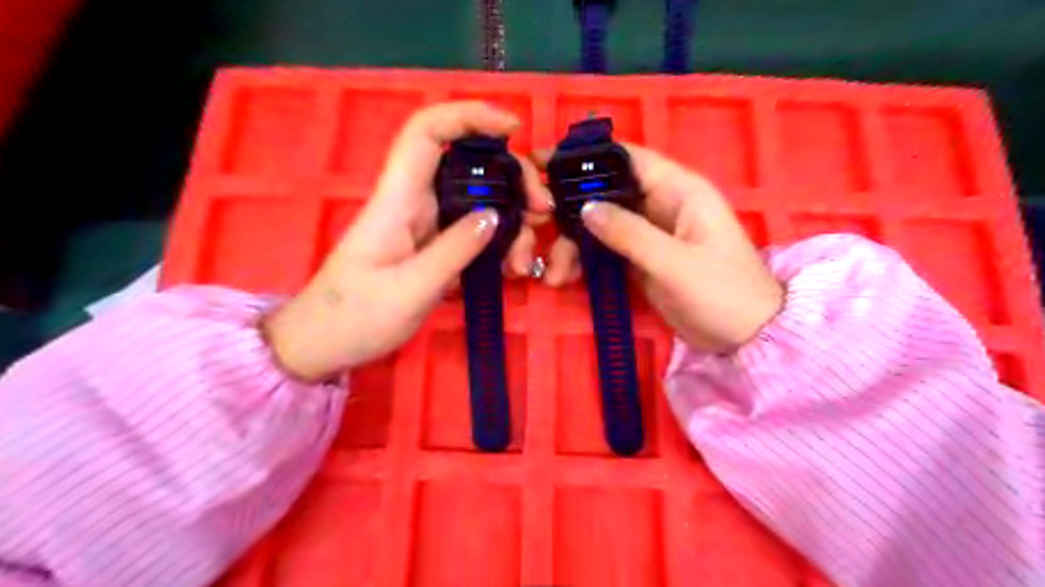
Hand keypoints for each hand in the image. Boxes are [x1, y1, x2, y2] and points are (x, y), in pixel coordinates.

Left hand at [262, 103, 548, 383]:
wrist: (325, 343)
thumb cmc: (356, 317)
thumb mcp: (410, 290)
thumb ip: (454, 251)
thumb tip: (495, 215)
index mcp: (398, 200)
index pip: (427, 133)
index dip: (468, 116)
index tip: (513, 128)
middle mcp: (414, 203)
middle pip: (468, 165)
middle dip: (512, 179)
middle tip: (542, 212)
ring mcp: (426, 226)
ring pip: (478, 201)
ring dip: (511, 221)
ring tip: (524, 261)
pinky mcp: (433, 247)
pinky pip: (474, 232)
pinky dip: (499, 243)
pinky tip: (510, 268)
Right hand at [539, 142, 783, 353]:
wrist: (746, 337)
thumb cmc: (722, 292)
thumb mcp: (674, 263)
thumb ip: (629, 233)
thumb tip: (584, 208)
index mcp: (679, 190)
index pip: (628, 158)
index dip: (586, 157)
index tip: (543, 163)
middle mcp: (660, 204)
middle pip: (605, 191)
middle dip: (569, 208)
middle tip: (536, 225)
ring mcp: (649, 232)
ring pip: (599, 223)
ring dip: (572, 243)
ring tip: (553, 272)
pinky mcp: (641, 258)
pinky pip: (604, 249)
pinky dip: (583, 259)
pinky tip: (564, 277)